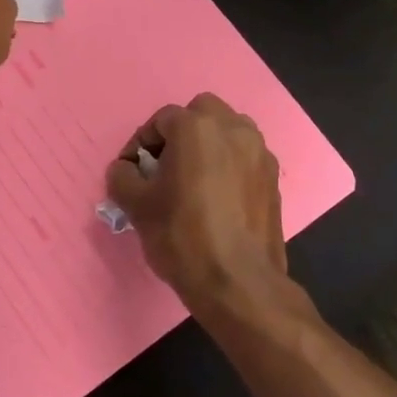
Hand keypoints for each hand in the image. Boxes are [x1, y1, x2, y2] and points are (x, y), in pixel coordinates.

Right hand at [105, 93, 289, 312]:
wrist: (238, 282)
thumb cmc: (182, 236)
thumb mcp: (136, 206)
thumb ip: (123, 177)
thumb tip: (125, 170)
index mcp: (197, 127)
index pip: (161, 120)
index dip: (140, 144)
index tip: (132, 173)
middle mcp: (234, 129)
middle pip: (201, 114)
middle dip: (180, 134)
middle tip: (165, 168)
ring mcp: (260, 153)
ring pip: (229, 132)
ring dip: (209, 146)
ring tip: (192, 181)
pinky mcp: (274, 179)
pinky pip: (245, 159)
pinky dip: (229, 167)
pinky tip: (217, 199)